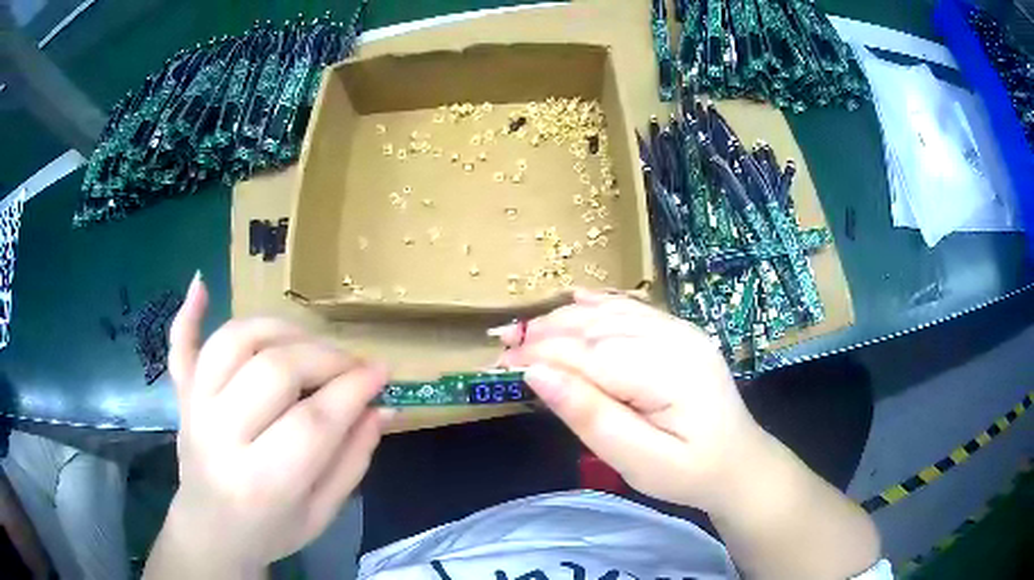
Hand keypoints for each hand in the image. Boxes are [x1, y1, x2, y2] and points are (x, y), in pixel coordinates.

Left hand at [150, 274, 390, 576]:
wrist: (211, 531)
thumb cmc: (271, 530)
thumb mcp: (322, 512)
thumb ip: (352, 460)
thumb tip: (382, 408)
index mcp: (261, 481)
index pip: (313, 421)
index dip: (354, 389)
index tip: (383, 373)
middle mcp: (220, 435)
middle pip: (274, 370)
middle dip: (325, 359)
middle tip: (351, 366)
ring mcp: (194, 408)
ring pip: (235, 341)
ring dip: (280, 330)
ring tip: (308, 344)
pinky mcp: (181, 393)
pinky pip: (180, 344)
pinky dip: (189, 312)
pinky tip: (201, 283)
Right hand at [496, 289, 764, 511]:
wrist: (740, 463)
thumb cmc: (690, 472)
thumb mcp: (639, 460)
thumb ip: (591, 416)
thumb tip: (538, 375)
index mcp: (667, 372)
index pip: (589, 354)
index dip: (541, 354)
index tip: (500, 363)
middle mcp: (675, 338)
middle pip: (597, 326)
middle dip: (546, 333)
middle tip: (503, 347)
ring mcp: (681, 331)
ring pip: (611, 313)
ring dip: (565, 319)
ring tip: (526, 331)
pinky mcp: (680, 334)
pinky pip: (634, 309)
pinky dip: (600, 304)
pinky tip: (576, 300)